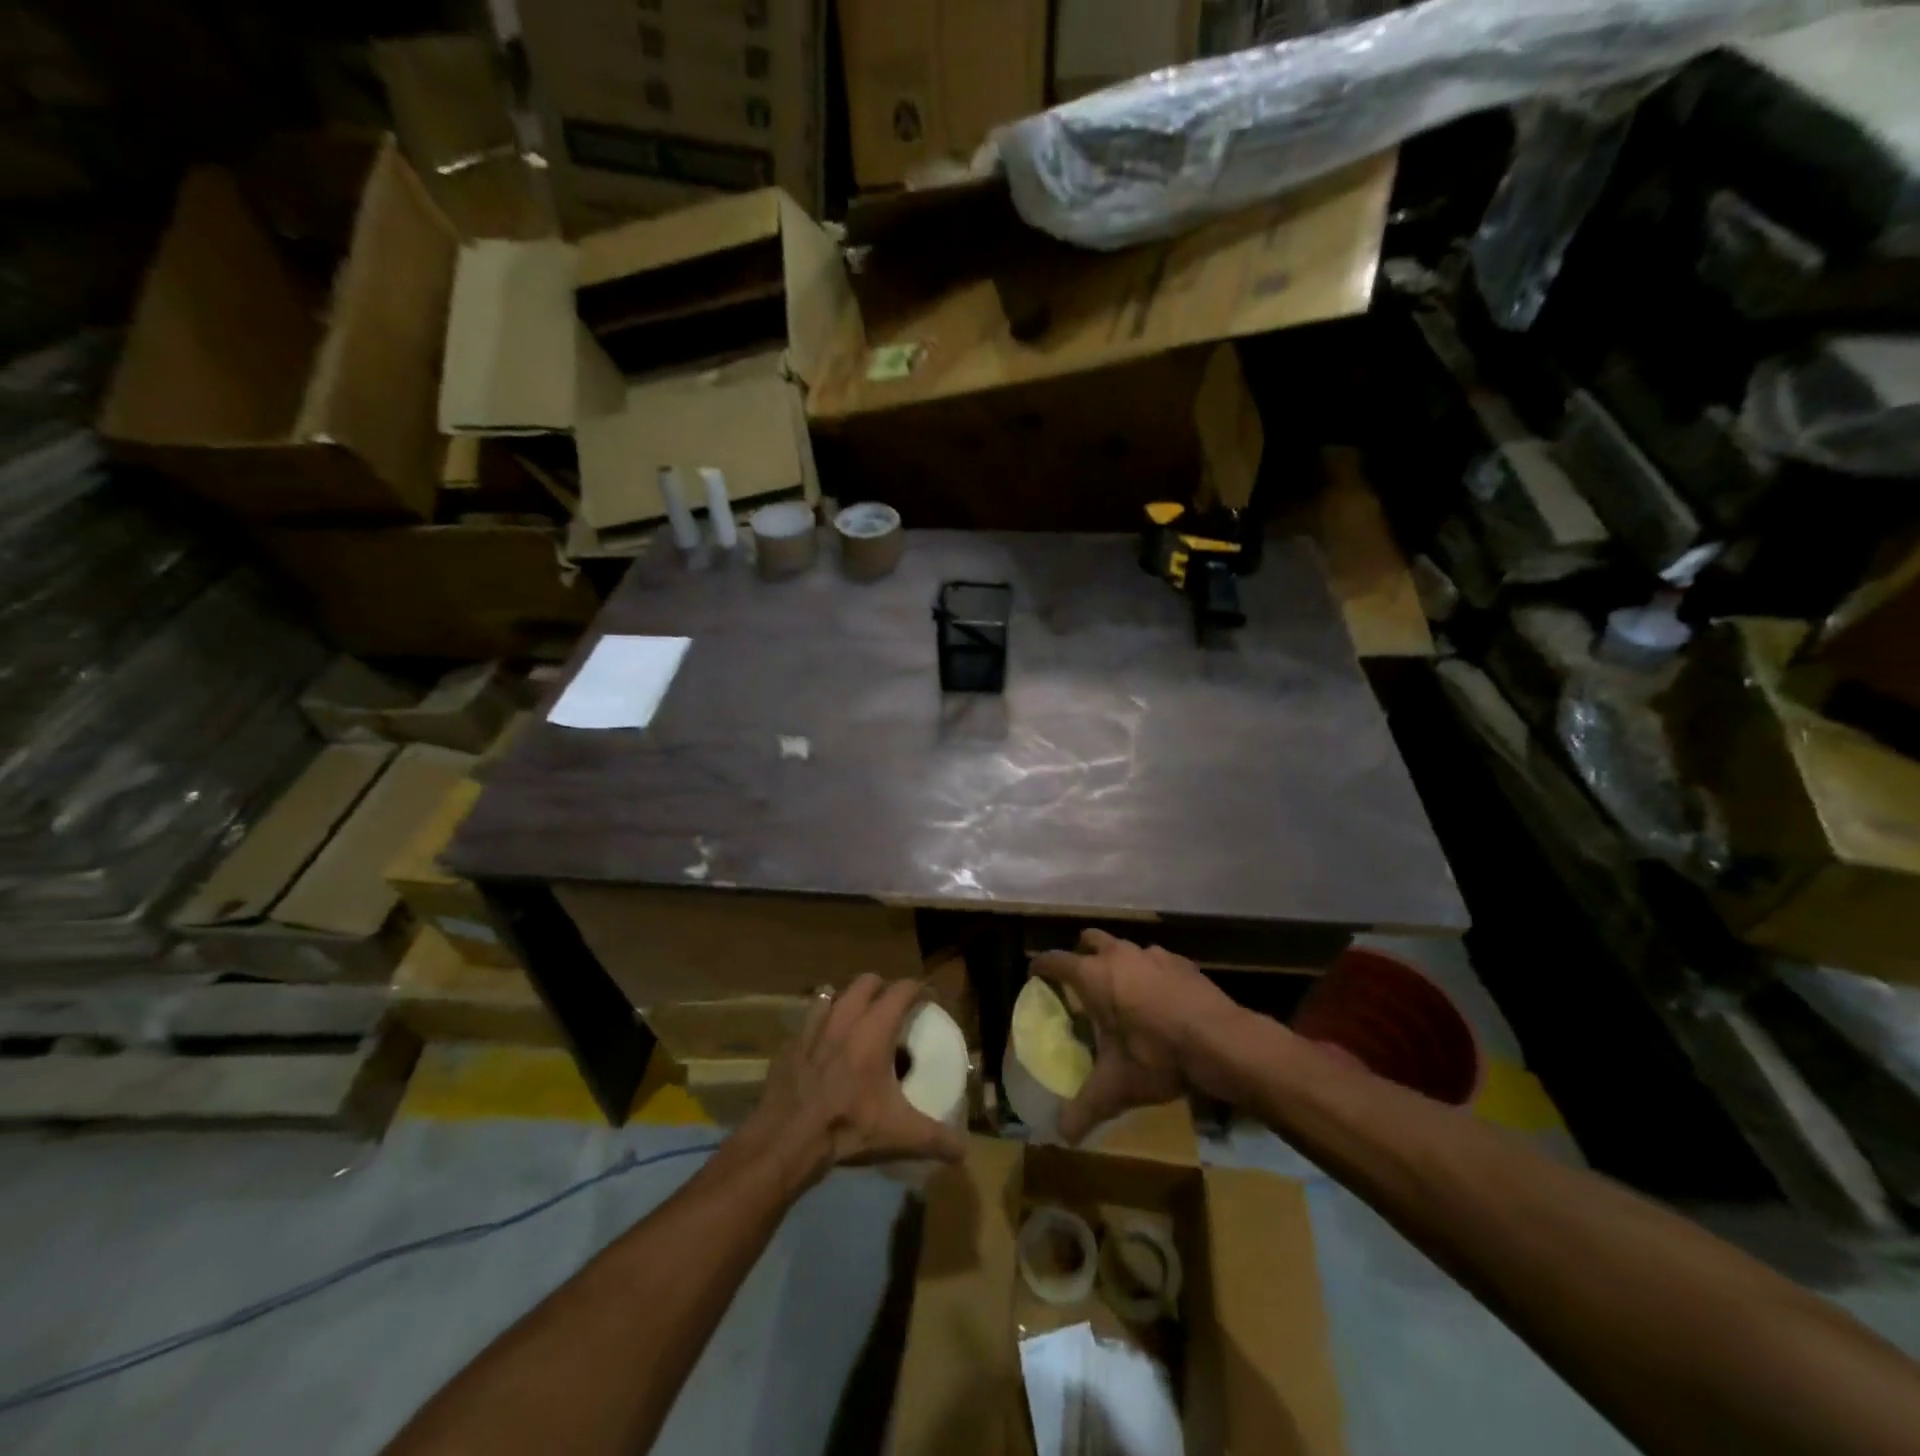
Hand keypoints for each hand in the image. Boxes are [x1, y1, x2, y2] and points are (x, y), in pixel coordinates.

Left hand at [735, 974, 968, 1189]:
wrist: (786, 1141)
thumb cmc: (847, 1127)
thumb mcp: (899, 1135)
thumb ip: (936, 1139)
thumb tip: (964, 1152)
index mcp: (874, 1030)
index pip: (902, 990)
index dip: (918, 989)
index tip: (929, 1000)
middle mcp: (844, 1019)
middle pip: (866, 982)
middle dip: (882, 988)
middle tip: (893, 1009)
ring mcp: (812, 1029)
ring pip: (833, 995)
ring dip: (847, 1000)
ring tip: (856, 1020)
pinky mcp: (789, 1045)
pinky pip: (807, 1021)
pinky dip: (819, 1025)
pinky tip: (822, 1046)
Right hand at [1030, 929, 1246, 1142]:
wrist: (1222, 1041)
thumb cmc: (1158, 1056)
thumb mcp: (1116, 1087)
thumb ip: (1085, 1109)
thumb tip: (1061, 1136)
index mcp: (1094, 976)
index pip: (1055, 960)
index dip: (1041, 966)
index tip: (1035, 975)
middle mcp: (1119, 955)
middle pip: (1089, 939)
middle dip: (1081, 954)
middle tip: (1081, 982)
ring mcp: (1153, 954)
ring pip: (1124, 947)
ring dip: (1118, 963)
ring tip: (1122, 993)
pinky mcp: (1181, 962)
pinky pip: (1155, 960)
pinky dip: (1149, 973)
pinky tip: (1159, 1000)